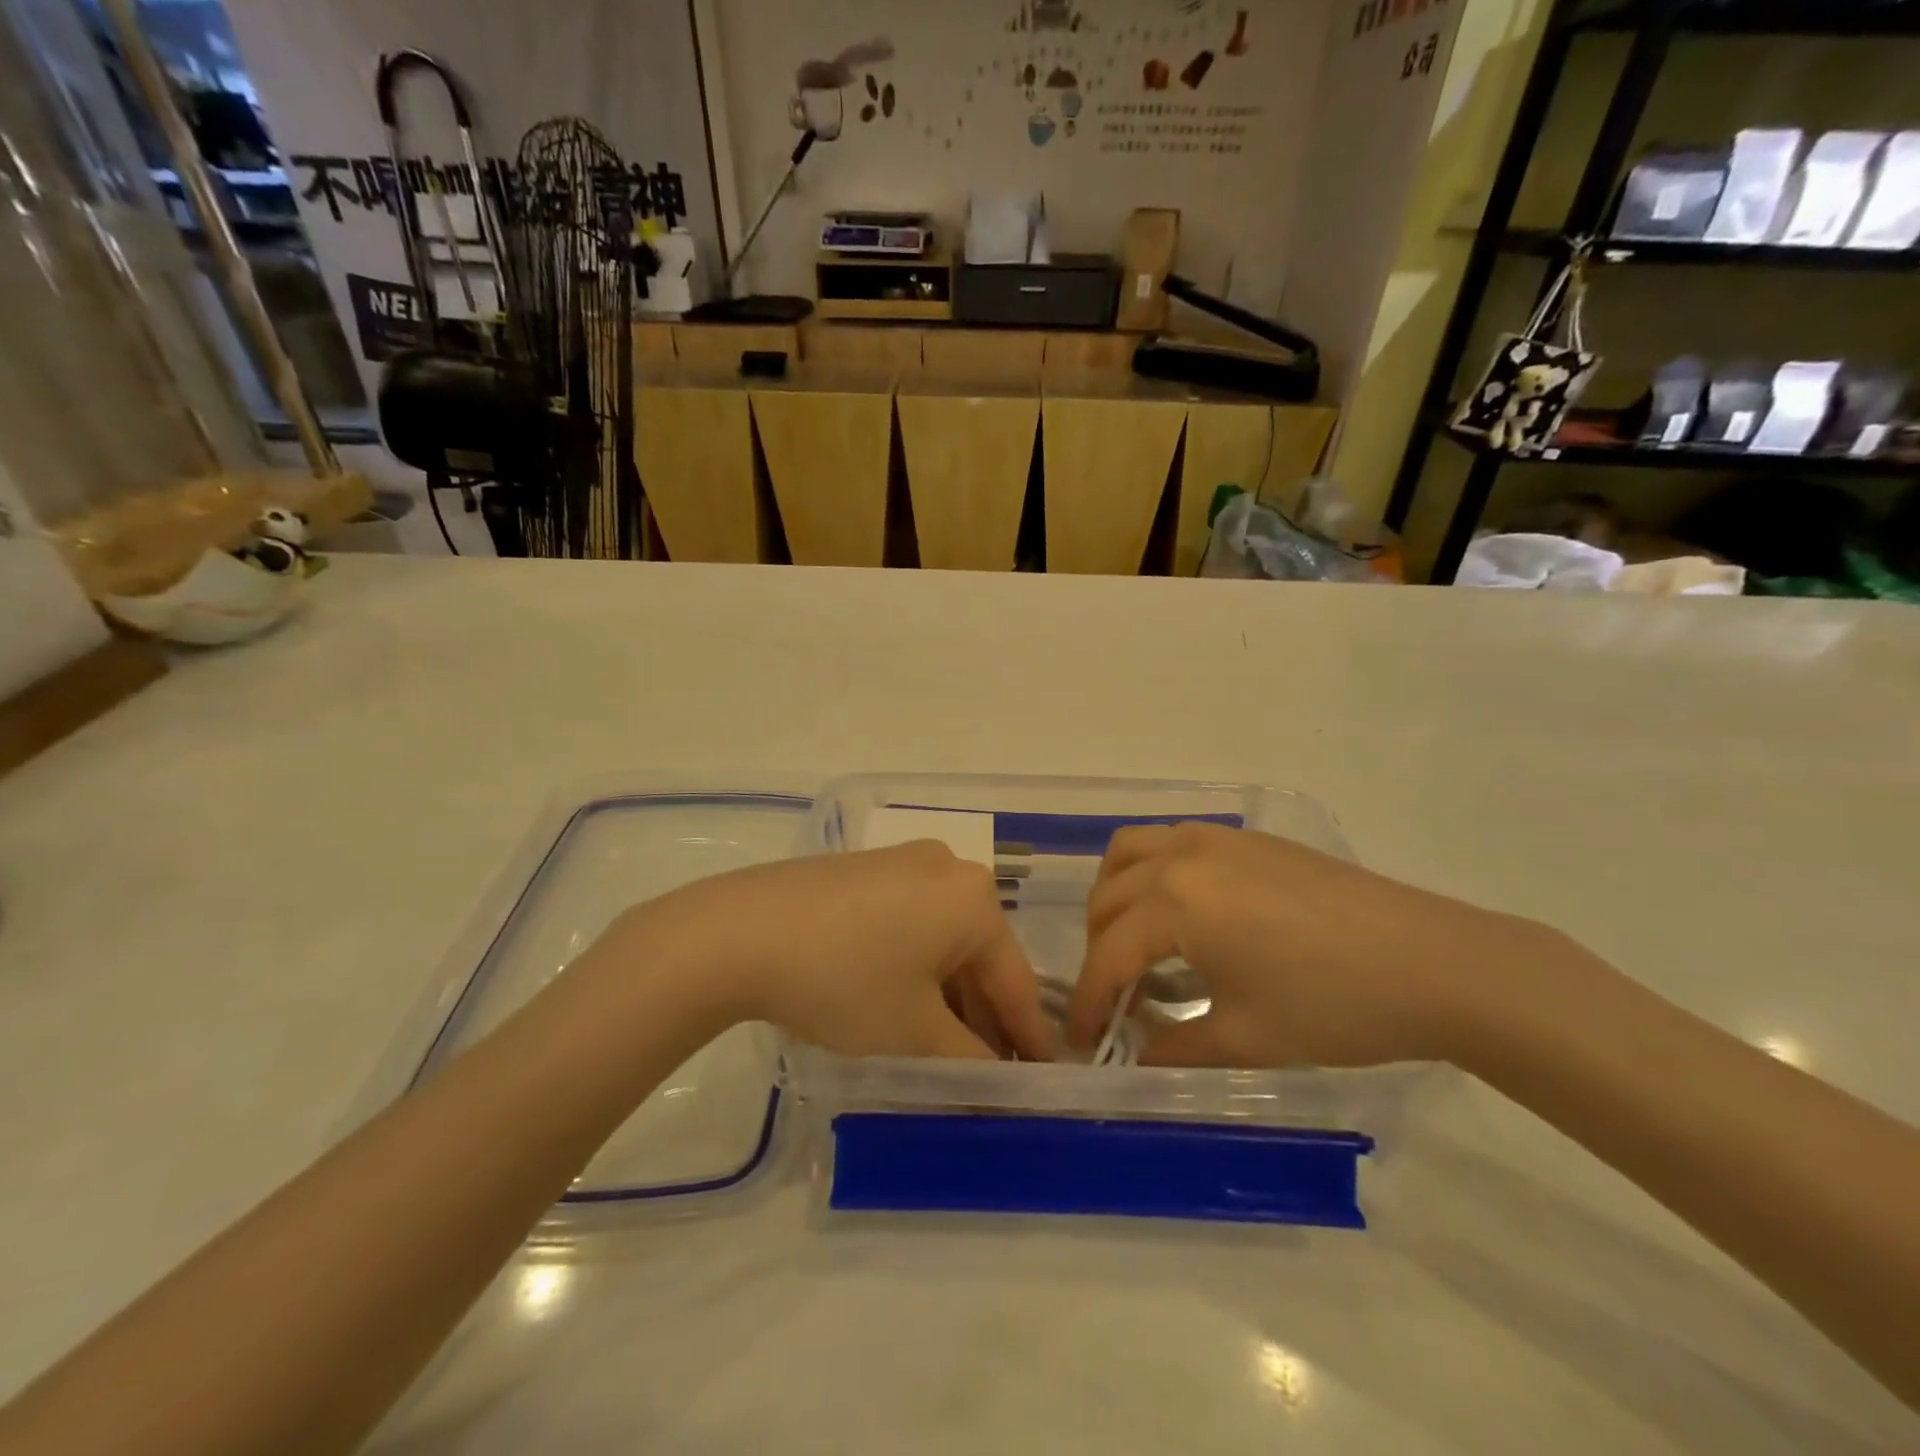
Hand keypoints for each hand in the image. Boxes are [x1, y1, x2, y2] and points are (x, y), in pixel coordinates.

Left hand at [614, 843, 1055, 1061]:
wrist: (740, 931)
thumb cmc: (845, 981)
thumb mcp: (915, 1033)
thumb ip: (970, 1061)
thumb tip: (998, 1080)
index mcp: (975, 900)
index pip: (1016, 981)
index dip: (1030, 1038)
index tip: (1043, 1080)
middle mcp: (948, 869)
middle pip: (980, 955)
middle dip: (985, 1016)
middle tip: (989, 1071)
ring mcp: (903, 863)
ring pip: (943, 937)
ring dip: (949, 992)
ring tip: (945, 1045)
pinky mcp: (866, 870)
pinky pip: (911, 921)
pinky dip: (916, 964)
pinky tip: (902, 1000)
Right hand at [1066, 823, 1561, 1068]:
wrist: (1434, 963)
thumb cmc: (1333, 1006)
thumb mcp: (1245, 1039)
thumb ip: (1174, 1047)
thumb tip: (1134, 1054)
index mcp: (1174, 902)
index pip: (1108, 954)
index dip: (1090, 1004)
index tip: (1081, 1044)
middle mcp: (1180, 856)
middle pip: (1108, 898)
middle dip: (1098, 951)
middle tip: (1114, 1000)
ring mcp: (1215, 838)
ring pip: (1129, 852)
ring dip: (1114, 896)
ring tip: (1132, 941)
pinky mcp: (1246, 838)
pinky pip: (1170, 842)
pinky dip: (1150, 872)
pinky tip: (1181, 912)